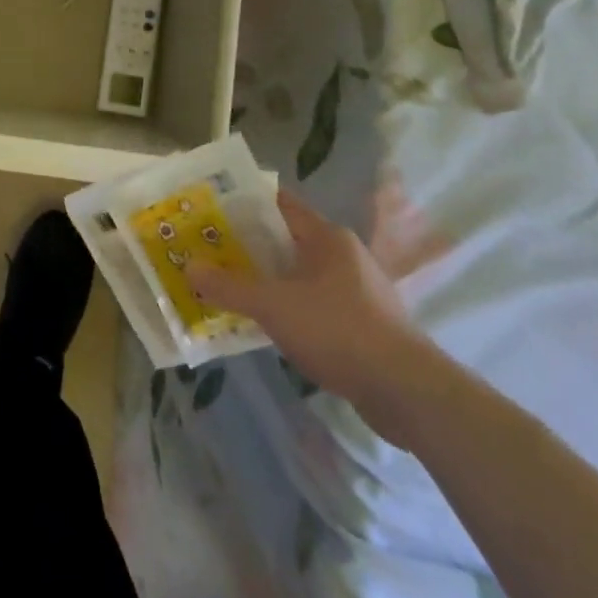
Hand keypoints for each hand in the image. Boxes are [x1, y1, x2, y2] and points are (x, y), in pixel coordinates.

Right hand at [188, 190, 445, 445]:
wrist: (408, 394)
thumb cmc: (339, 331)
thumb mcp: (273, 306)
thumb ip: (229, 286)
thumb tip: (189, 267)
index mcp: (327, 237)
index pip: (278, 204)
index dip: (243, 204)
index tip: (210, 211)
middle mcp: (344, 256)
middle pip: (285, 240)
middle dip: (247, 246)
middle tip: (208, 251)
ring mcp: (357, 292)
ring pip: (299, 276)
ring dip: (267, 281)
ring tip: (228, 288)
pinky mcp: (363, 326)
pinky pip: (314, 305)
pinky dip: (288, 309)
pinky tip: (266, 325)